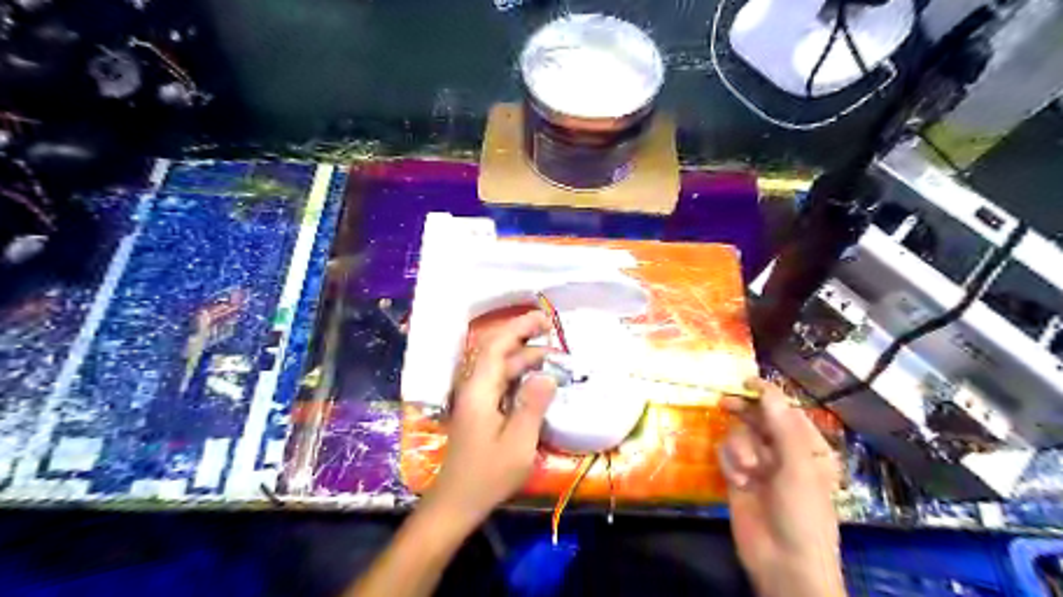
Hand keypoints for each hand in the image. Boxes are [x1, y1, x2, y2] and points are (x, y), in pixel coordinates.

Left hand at [426, 313, 559, 525]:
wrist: (457, 502)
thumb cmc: (488, 474)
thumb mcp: (518, 442)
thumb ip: (533, 405)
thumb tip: (547, 375)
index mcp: (479, 390)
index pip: (497, 346)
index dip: (519, 327)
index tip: (544, 319)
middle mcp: (474, 388)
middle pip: (499, 353)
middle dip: (526, 340)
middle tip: (555, 337)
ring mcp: (476, 399)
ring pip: (501, 368)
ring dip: (525, 359)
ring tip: (555, 360)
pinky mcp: (480, 411)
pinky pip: (501, 383)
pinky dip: (520, 376)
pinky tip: (537, 381)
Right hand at [718, 377, 843, 595]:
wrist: (783, 561)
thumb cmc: (802, 513)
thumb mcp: (797, 467)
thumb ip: (781, 427)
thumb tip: (767, 390)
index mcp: (808, 447)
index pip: (785, 410)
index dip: (767, 394)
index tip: (746, 381)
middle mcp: (783, 451)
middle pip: (758, 418)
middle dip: (744, 411)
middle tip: (725, 402)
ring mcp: (759, 464)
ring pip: (739, 435)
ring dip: (740, 449)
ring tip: (748, 471)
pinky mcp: (738, 476)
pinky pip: (727, 453)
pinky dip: (729, 463)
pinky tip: (738, 481)